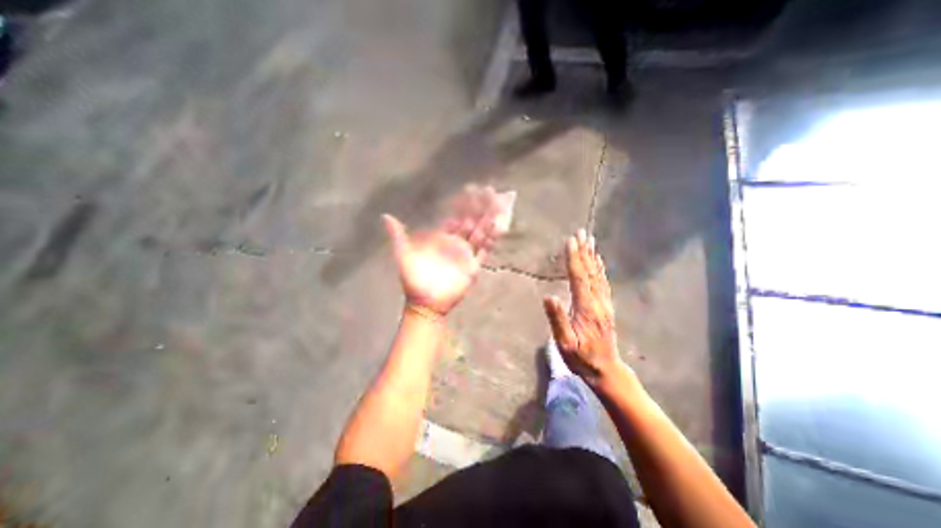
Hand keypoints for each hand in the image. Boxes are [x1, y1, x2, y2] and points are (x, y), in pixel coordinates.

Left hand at [383, 186, 512, 317]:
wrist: (425, 303)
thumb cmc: (414, 280)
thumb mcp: (403, 255)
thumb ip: (398, 236)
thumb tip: (385, 216)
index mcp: (441, 238)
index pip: (455, 216)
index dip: (463, 204)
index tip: (472, 190)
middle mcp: (456, 243)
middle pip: (471, 222)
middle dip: (481, 208)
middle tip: (491, 192)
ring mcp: (466, 254)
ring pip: (481, 233)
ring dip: (490, 220)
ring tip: (500, 205)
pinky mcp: (473, 266)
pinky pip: (485, 250)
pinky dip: (493, 239)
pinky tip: (500, 227)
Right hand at [544, 228, 622, 385]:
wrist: (606, 370)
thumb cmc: (581, 358)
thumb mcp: (565, 343)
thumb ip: (557, 319)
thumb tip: (549, 296)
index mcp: (586, 308)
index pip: (579, 277)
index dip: (574, 258)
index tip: (571, 240)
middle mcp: (598, 302)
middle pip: (590, 272)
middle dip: (584, 251)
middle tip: (581, 233)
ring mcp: (604, 304)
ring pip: (598, 275)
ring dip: (592, 257)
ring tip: (590, 241)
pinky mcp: (606, 307)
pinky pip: (603, 283)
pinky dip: (600, 269)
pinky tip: (598, 262)